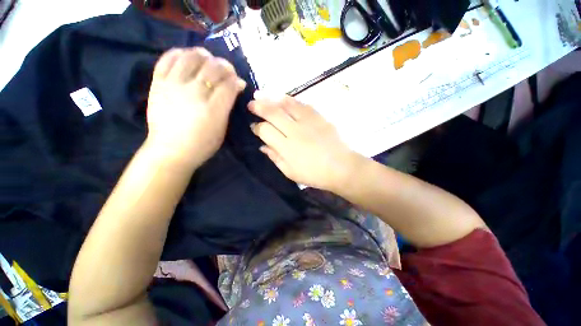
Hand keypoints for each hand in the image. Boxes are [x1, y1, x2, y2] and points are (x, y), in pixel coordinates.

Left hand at [146, 47, 245, 168]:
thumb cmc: (202, 145)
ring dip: (203, 55)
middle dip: (225, 66)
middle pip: (213, 68)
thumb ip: (229, 107)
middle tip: (227, 72)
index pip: (229, 85)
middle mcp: (194, 93)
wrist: (170, 151)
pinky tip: (187, 56)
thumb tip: (237, 87)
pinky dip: (179, 53)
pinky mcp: (158, 83)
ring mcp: (174, 86)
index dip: (237, 80)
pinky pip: (167, 59)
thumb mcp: (222, 129)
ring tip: (208, 60)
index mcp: (213, 109)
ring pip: (191, 58)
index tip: (239, 83)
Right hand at [249, 92, 362, 190]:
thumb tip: (263, 146)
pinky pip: (302, 104)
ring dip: (272, 97)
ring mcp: (308, 122)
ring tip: (262, 93)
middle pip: (273, 113)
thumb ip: (275, 157)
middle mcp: (295, 131)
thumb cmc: (314, 174)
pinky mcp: (319, 117)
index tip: (254, 126)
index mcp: (286, 147)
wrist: (341, 167)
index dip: (257, 127)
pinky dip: (290, 99)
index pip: (265, 131)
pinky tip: (283, 98)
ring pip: (286, 104)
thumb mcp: (290, 172)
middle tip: (251, 103)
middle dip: (259, 106)